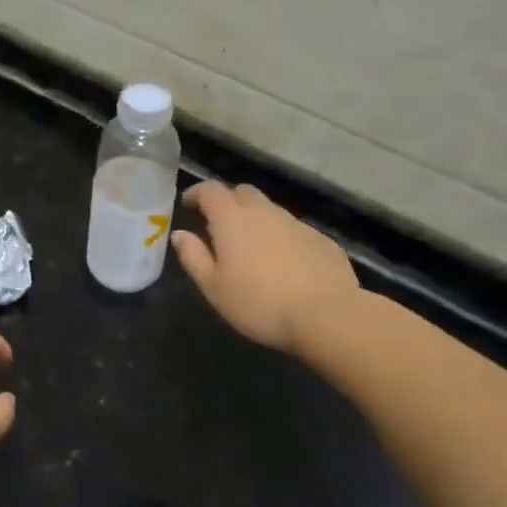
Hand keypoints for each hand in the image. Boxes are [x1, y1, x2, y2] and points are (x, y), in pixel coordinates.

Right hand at [171, 182, 359, 353]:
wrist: (326, 315)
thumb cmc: (258, 302)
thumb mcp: (213, 286)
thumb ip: (193, 256)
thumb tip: (179, 234)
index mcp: (232, 219)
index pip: (210, 191)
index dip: (197, 193)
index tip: (188, 204)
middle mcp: (264, 212)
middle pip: (242, 193)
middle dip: (228, 201)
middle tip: (219, 224)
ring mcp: (296, 224)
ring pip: (270, 211)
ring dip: (256, 220)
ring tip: (251, 248)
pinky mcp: (321, 240)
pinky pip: (293, 230)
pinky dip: (281, 238)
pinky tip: (284, 264)